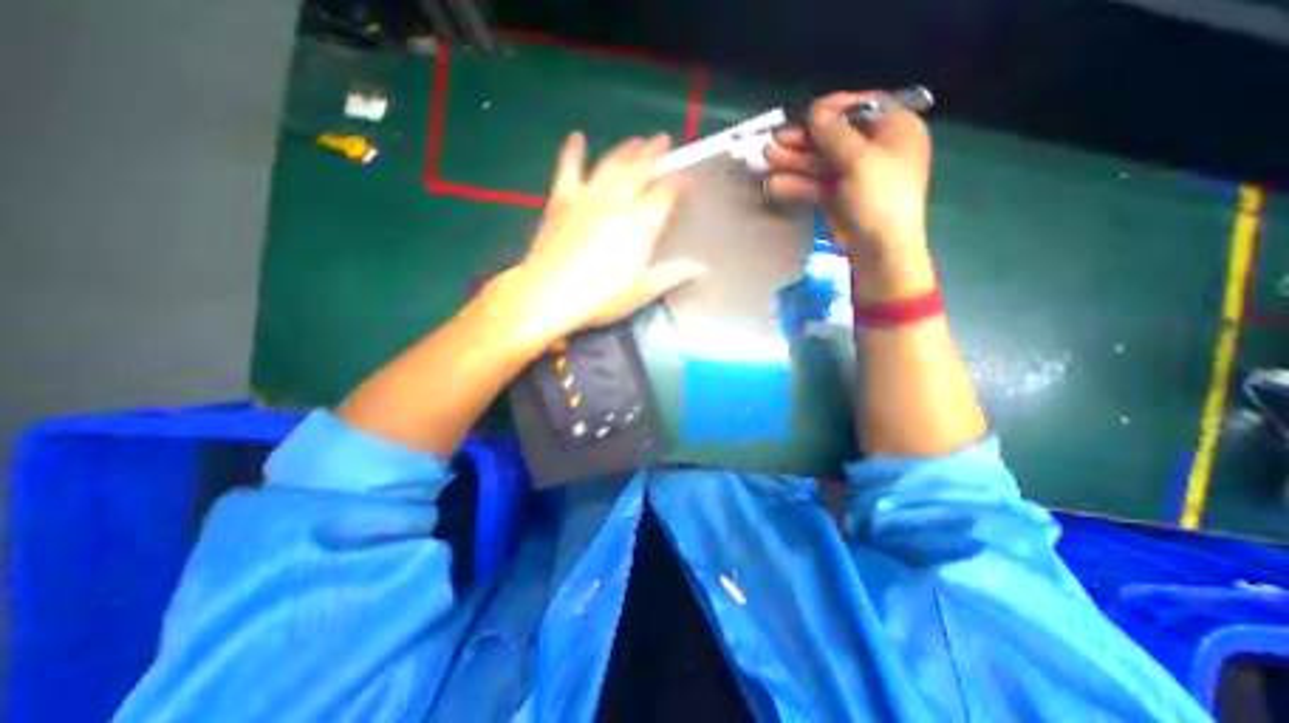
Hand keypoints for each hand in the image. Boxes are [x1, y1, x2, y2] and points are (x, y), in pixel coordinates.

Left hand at [503, 133, 702, 346]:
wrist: (551, 294)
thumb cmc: (601, 297)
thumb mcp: (642, 290)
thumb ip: (671, 275)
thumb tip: (700, 268)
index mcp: (642, 223)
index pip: (666, 193)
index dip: (679, 181)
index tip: (687, 176)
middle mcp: (619, 202)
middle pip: (640, 170)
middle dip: (654, 153)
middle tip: (663, 140)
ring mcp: (589, 197)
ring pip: (612, 165)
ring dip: (625, 150)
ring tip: (636, 140)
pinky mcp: (562, 199)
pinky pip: (569, 169)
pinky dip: (573, 152)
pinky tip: (577, 138)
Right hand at [757, 92, 932, 252]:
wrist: (880, 250)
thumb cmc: (879, 198)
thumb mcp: (859, 160)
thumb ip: (834, 134)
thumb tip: (815, 112)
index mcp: (895, 129)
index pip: (861, 107)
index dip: (831, 109)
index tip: (804, 114)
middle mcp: (875, 148)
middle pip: (835, 136)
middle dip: (803, 139)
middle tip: (775, 140)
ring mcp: (854, 175)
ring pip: (821, 162)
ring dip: (794, 161)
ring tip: (766, 158)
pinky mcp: (838, 196)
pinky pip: (816, 184)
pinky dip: (797, 184)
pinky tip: (775, 184)